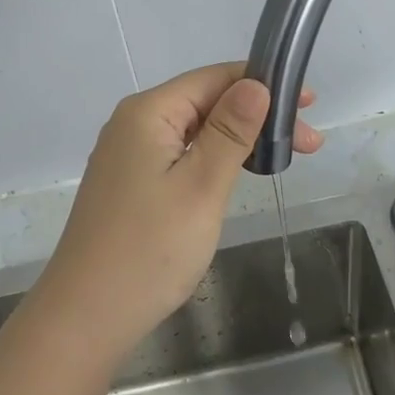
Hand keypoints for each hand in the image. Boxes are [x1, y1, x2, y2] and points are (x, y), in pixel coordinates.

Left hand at [31, 63, 322, 366]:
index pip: (213, 78)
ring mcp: (127, 156)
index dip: (262, 83)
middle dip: (256, 115)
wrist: (85, 316)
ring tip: (282, 159)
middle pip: (204, 102)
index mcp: (147, 112)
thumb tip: (256, 84)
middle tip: (309, 144)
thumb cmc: (150, 249)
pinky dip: (213, 160)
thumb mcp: (201, 186)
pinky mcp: (129, 184)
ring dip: (238, 140)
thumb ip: (230, 132)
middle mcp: (133, 124)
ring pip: (193, 131)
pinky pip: (179, 155)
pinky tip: (236, 175)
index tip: (309, 103)